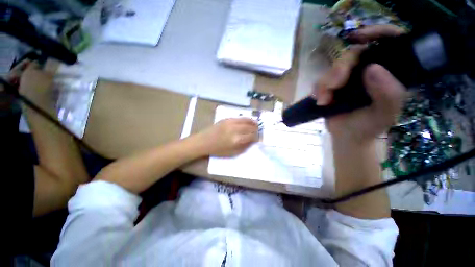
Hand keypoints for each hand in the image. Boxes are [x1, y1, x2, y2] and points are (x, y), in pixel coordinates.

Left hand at [196, 117, 257, 156]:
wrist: (204, 141)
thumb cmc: (218, 150)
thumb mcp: (232, 153)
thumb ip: (244, 147)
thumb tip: (252, 141)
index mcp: (236, 140)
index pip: (251, 136)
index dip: (257, 137)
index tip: (258, 138)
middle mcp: (235, 129)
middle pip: (250, 127)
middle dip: (256, 130)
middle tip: (259, 131)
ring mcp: (231, 122)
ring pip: (246, 120)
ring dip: (253, 122)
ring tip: (256, 124)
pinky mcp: (227, 119)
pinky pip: (239, 118)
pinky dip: (246, 119)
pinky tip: (248, 121)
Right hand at [313, 25, 407, 143]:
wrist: (346, 136)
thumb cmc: (369, 126)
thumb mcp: (385, 113)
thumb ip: (388, 93)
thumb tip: (372, 68)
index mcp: (389, 72)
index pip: (390, 42)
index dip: (378, 33)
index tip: (360, 36)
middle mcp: (369, 70)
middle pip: (353, 54)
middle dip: (340, 69)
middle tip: (333, 86)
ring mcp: (349, 78)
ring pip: (334, 68)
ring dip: (325, 83)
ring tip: (323, 100)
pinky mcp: (333, 86)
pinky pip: (321, 80)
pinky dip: (318, 89)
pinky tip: (319, 100)